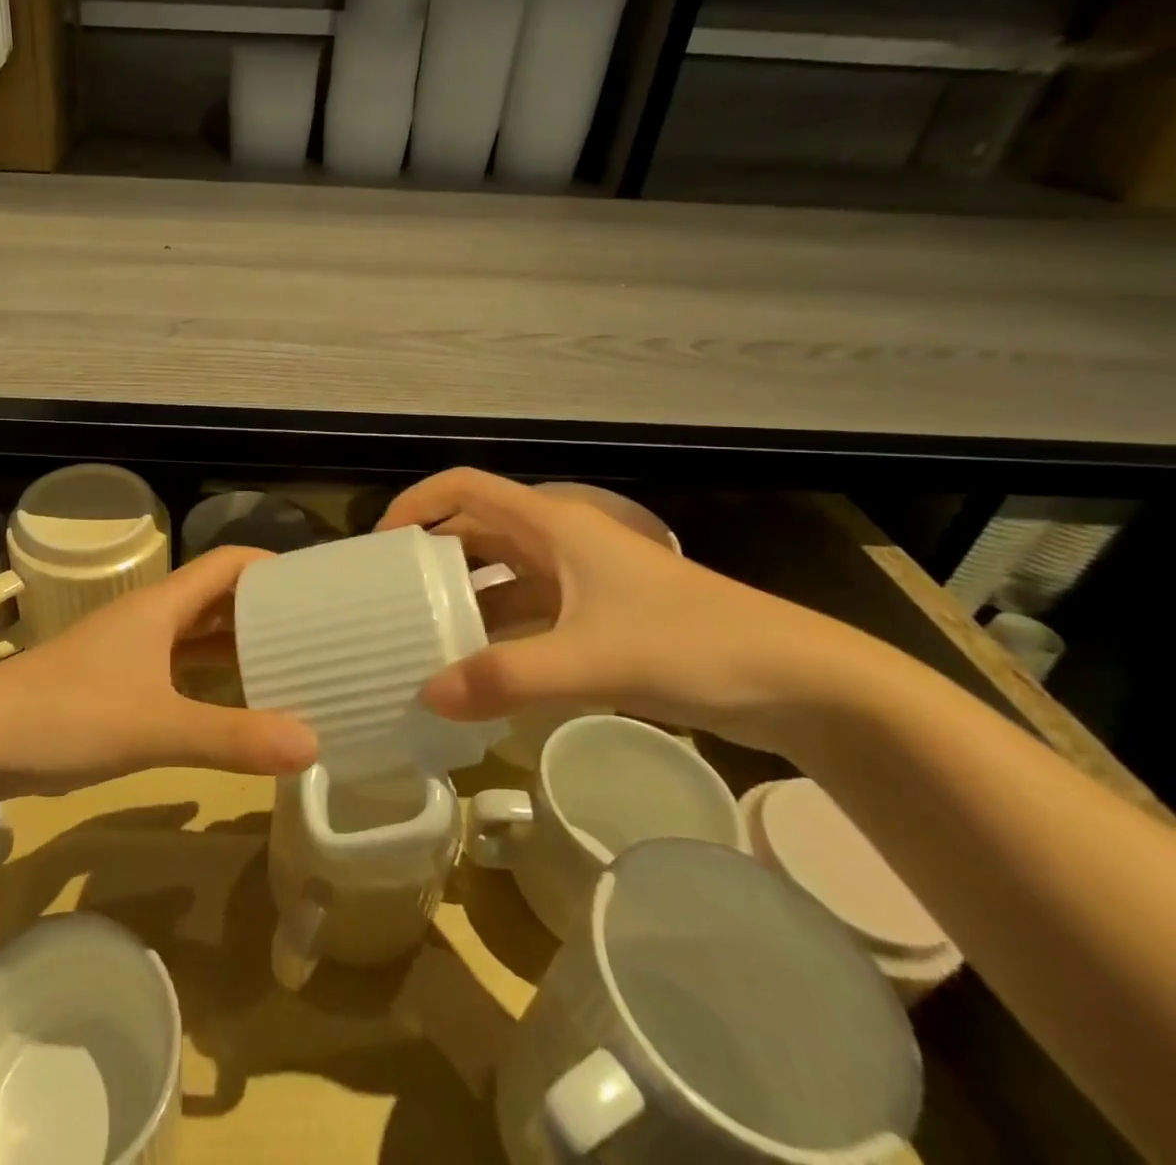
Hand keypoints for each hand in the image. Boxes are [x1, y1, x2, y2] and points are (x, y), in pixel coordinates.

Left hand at [0, 547, 318, 798]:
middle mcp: (148, 619)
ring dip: (236, 646)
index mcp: (161, 606)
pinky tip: (229, 706)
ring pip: (195, 636)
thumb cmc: (68, 715)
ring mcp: (128, 651)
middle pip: (215, 598)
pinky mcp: (114, 684)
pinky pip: (176, 669)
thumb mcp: (156, 727)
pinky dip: (208, 679)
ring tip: (285, 668)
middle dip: (262, 610)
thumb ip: (232, 737)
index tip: (315, 587)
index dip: (271, 566)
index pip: (227, 563)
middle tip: (314, 634)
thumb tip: (311, 743)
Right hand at [380, 469, 890, 755]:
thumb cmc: (694, 645)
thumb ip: (507, 677)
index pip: (465, 488)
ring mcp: (579, 581)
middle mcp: (560, 543)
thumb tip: (427, 693)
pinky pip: (526, 616)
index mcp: (554, 524)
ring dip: (461, 602)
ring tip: (419, 639)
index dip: (416, 503)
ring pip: (500, 578)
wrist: (802, 683)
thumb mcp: (593, 659)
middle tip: (388, 600)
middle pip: (475, 533)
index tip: (379, 546)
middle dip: (429, 559)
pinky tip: (476, 672)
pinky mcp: (596, 618)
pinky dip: (496, 635)